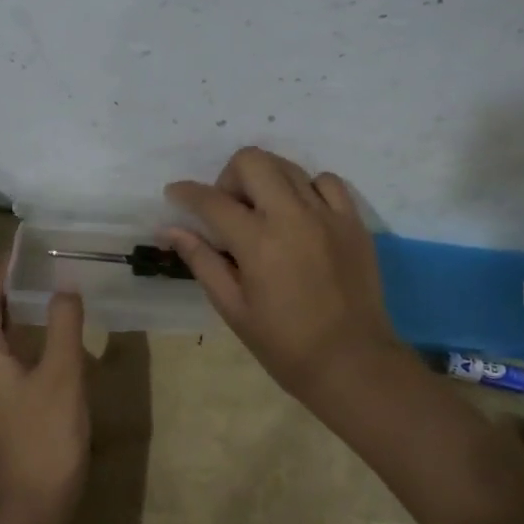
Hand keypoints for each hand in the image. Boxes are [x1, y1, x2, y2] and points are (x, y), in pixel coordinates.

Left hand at [0, 253, 91, 523]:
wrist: (35, 505)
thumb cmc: (46, 435)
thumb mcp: (62, 374)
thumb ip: (64, 326)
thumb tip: (65, 284)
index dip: (3, 270)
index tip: (21, 242)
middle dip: (11, 286)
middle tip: (38, 258)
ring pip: (3, 339)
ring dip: (20, 311)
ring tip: (45, 286)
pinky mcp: (7, 407)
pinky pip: (14, 358)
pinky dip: (30, 337)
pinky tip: (52, 336)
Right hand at [164, 147, 406, 410]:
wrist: (353, 362)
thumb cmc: (284, 344)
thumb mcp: (233, 307)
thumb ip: (202, 260)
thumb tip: (170, 229)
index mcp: (258, 242)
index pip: (212, 200)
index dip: (186, 193)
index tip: (175, 194)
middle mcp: (293, 216)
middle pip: (252, 161)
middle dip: (229, 177)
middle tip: (228, 209)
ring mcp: (328, 215)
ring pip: (288, 166)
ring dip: (266, 180)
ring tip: (264, 213)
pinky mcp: (354, 222)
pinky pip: (327, 182)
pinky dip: (307, 189)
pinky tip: (301, 215)